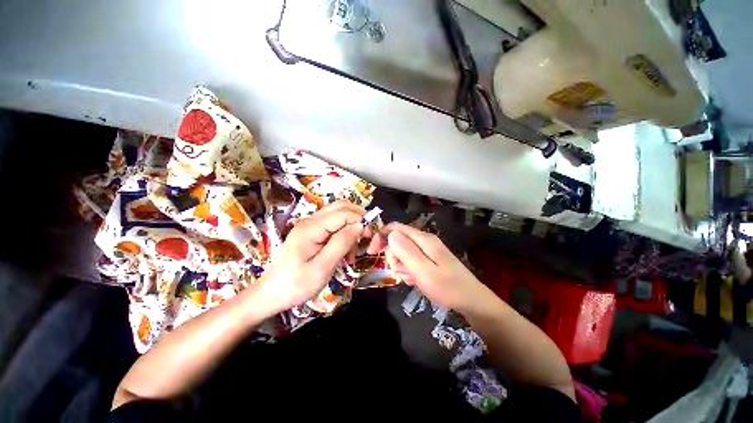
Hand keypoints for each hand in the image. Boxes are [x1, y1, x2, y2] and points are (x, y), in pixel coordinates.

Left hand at [257, 201, 368, 312]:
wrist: (271, 293)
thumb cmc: (296, 285)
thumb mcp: (322, 268)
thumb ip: (341, 244)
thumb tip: (360, 225)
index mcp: (311, 228)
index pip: (344, 213)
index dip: (360, 221)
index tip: (370, 237)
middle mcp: (311, 220)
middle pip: (342, 207)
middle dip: (358, 220)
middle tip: (364, 240)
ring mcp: (310, 224)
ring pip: (340, 214)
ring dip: (351, 226)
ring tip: (353, 250)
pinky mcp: (312, 231)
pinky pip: (334, 224)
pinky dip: (344, 232)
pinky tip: (345, 250)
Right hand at [372, 223, 486, 311]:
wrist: (472, 301)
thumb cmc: (448, 288)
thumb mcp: (424, 271)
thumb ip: (406, 252)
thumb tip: (390, 234)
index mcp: (423, 239)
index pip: (395, 228)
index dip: (381, 237)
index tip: (372, 253)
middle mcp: (424, 240)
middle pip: (397, 239)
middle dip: (393, 255)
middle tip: (400, 272)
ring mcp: (427, 250)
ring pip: (403, 251)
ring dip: (401, 265)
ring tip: (410, 278)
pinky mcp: (429, 259)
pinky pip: (411, 260)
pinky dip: (408, 269)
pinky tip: (414, 280)